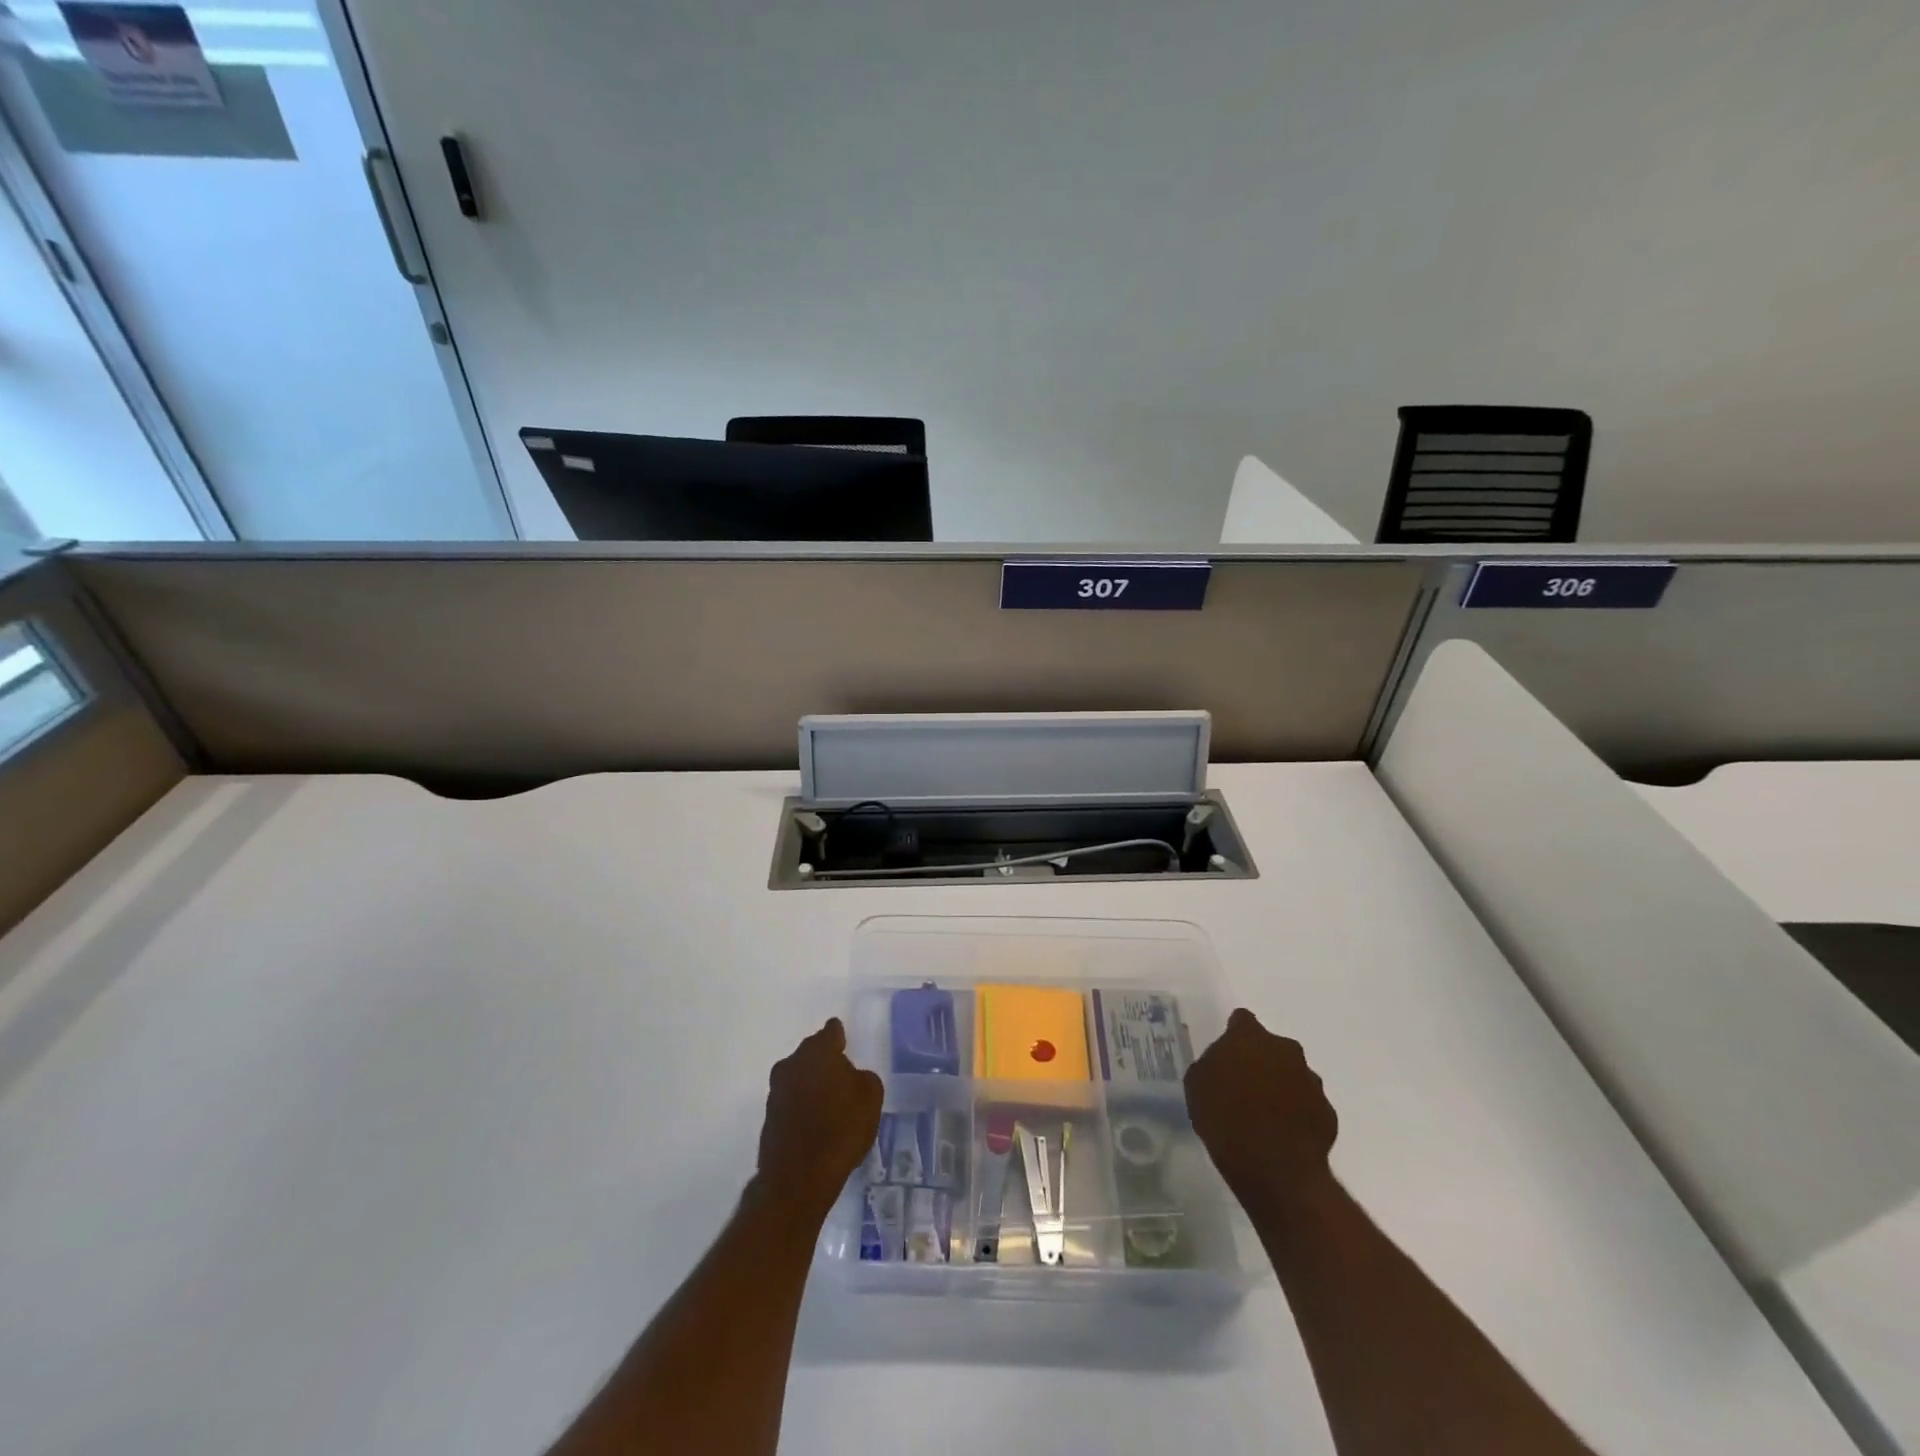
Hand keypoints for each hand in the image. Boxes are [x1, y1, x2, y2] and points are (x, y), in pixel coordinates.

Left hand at [754, 1018, 883, 1219]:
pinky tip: (815, 1122)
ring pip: (799, 1076)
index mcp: (819, 1051)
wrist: (799, 1178)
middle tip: (841, 1074)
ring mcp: (776, 1089)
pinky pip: (791, 1100)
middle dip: (825, 1060)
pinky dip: (802, 1105)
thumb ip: (863, 1077)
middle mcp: (793, 1063)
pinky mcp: (768, 1116)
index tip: (846, 1042)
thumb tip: (851, 1077)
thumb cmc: (841, 1129)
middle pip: (812, 1052)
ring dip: (811, 1083)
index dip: (840, 1035)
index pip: (831, 1031)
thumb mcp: (871, 1097)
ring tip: (829, 1101)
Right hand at [1185, 1008, 1337, 1209]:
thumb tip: (1222, 1066)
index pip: (1241, 1020)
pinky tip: (1283, 1135)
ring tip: (1265, 1115)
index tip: (1227, 1053)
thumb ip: (1211, 1066)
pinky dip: (1298, 1114)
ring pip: (1293, 1075)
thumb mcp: (1197, 1086)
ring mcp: (1311, 1081)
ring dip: (1281, 1087)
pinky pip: (1308, 1106)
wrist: (1274, 1169)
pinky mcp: (1328, 1113)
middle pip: (1272, 1047)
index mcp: (1249, 1038)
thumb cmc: (1225, 1119)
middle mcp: (1285, 1050)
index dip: (1234, 1034)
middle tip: (1244, 1086)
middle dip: (1261, 1061)